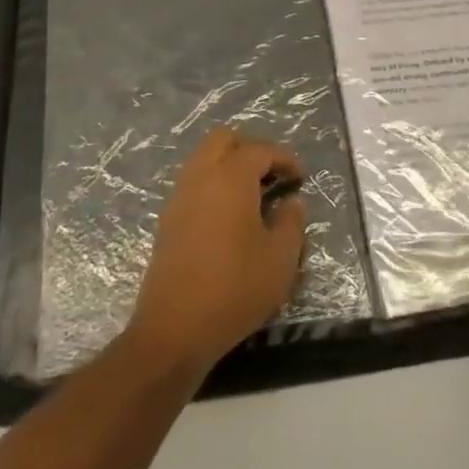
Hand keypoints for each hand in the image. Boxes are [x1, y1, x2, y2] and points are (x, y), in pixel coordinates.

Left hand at [125, 128, 307, 379]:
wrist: (175, 328)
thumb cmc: (235, 289)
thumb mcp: (281, 259)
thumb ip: (291, 222)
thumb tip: (291, 202)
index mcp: (231, 177)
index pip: (260, 150)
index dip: (284, 158)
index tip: (300, 176)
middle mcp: (201, 176)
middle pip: (223, 140)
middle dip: (250, 149)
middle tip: (272, 174)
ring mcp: (179, 196)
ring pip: (203, 158)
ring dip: (228, 165)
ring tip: (252, 194)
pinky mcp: (167, 219)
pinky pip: (192, 182)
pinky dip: (212, 184)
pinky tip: (228, 215)